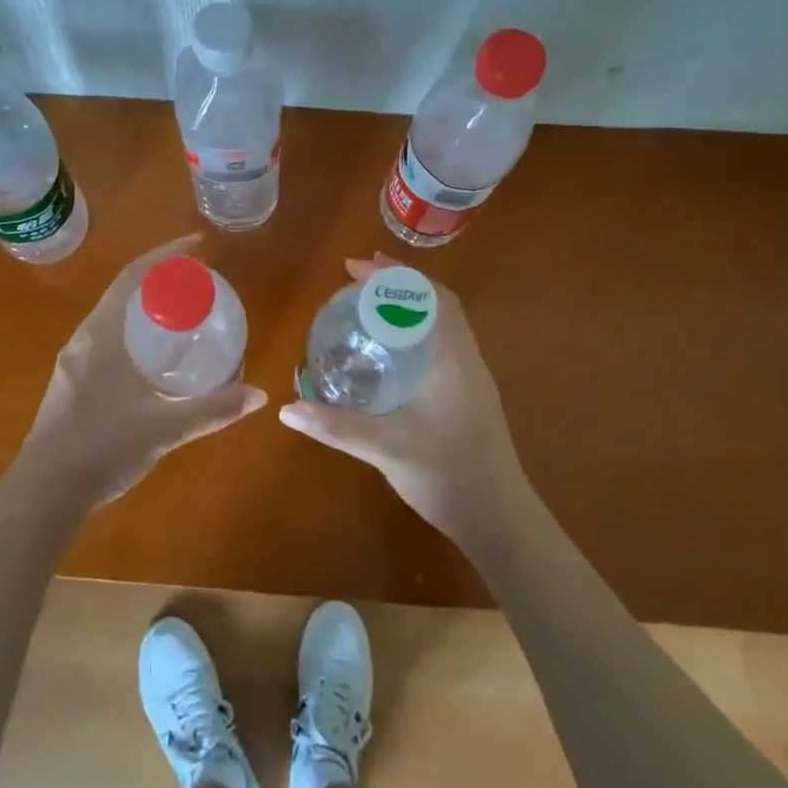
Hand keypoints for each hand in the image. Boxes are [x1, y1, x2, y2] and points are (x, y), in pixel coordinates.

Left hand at [18, 236, 266, 508]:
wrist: (43, 494)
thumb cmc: (102, 448)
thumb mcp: (164, 428)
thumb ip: (212, 410)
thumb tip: (259, 395)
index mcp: (102, 335)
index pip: (134, 276)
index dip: (166, 254)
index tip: (196, 244)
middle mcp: (84, 339)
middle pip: (123, 292)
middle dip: (159, 279)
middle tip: (196, 283)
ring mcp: (73, 363)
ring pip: (113, 318)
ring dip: (144, 307)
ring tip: (180, 316)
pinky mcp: (70, 384)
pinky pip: (106, 340)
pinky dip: (133, 333)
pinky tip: (152, 361)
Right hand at [279, 256, 534, 545]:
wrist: (500, 521)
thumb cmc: (447, 474)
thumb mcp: (385, 448)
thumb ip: (336, 426)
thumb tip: (286, 409)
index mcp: (453, 358)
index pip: (430, 297)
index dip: (396, 276)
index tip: (357, 267)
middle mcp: (466, 359)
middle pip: (437, 303)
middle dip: (399, 284)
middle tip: (358, 279)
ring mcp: (471, 379)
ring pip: (442, 324)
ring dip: (410, 306)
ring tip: (370, 305)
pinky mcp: (469, 397)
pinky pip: (442, 344)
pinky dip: (416, 331)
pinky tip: (391, 351)